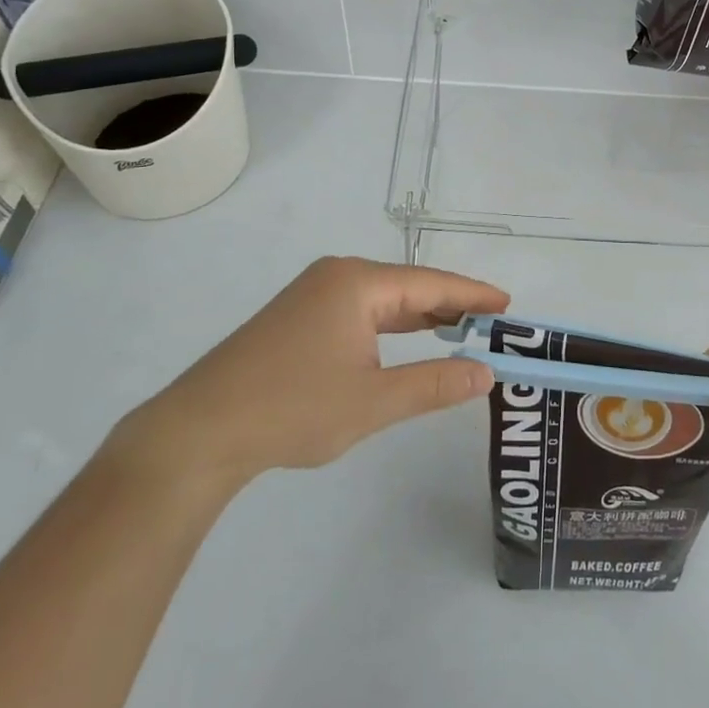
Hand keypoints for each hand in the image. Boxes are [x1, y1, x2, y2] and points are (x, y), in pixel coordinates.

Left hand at [105, 257, 507, 506]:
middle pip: (408, 287)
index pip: (430, 284)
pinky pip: (359, 312)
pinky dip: (390, 327)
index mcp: (357, 283)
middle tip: (492, 324)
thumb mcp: (373, 401)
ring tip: (461, 332)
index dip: (472, 295)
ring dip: (421, 318)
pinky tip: (406, 343)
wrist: (199, 431)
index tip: (509, 306)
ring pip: (383, 300)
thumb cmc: (293, 409)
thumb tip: (485, 372)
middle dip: (450, 306)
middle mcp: (336, 276)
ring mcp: (312, 295)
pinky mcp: (297, 318)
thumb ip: (434, 384)